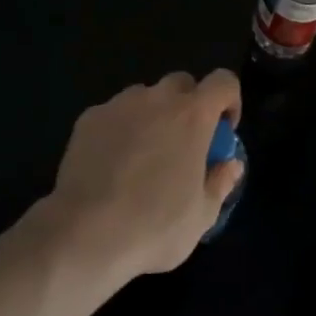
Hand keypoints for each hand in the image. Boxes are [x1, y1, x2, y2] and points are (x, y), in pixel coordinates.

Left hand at [42, 69, 244, 283]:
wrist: (85, 233)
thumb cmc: (154, 227)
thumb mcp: (201, 216)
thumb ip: (220, 182)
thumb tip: (231, 164)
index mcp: (192, 116)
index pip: (223, 82)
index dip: (230, 100)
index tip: (224, 130)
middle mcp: (157, 99)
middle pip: (182, 83)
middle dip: (189, 105)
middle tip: (184, 144)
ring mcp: (119, 104)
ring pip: (145, 96)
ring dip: (153, 115)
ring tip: (144, 157)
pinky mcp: (89, 117)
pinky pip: (114, 113)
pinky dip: (121, 129)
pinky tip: (112, 165)